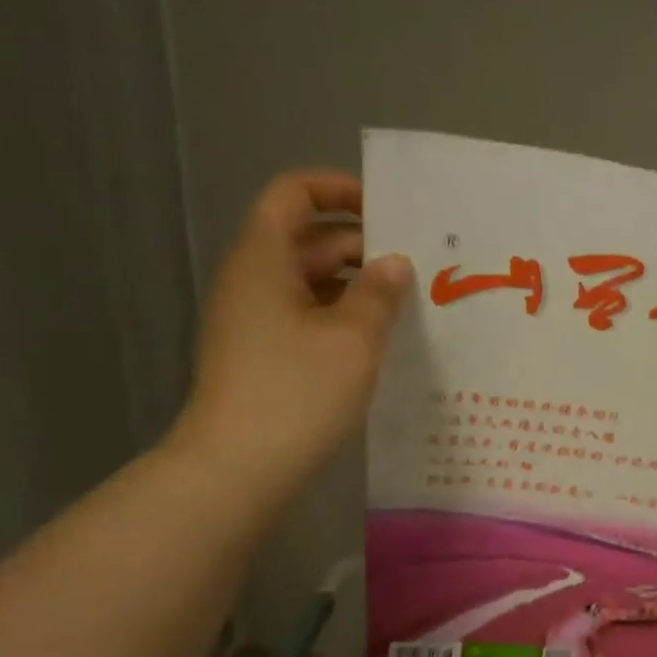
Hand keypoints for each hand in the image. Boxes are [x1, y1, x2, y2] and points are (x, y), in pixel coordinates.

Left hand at [167, 170, 410, 507]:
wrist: (237, 468)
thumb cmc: (298, 391)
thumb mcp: (354, 338)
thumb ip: (380, 292)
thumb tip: (394, 263)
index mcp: (264, 259)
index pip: (294, 194)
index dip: (338, 189)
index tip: (388, 211)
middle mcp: (253, 280)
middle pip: (307, 239)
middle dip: (362, 245)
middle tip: (418, 265)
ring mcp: (253, 320)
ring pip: (309, 282)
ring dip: (356, 285)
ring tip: (409, 304)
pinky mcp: (261, 355)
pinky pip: (305, 317)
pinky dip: (341, 317)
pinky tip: (379, 341)